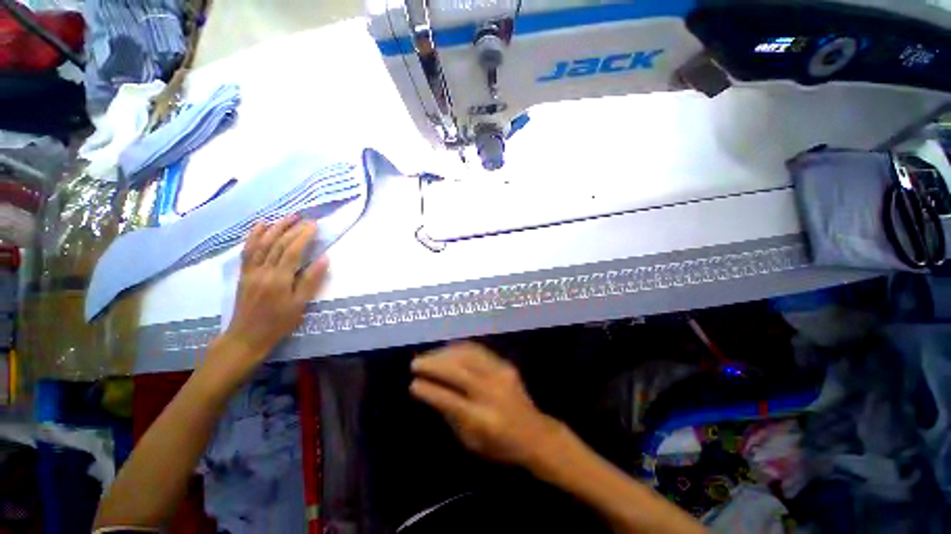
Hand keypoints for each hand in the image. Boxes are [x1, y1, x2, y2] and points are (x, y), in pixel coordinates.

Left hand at [217, 215, 328, 375]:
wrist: (247, 336)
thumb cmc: (278, 323)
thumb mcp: (300, 305)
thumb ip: (311, 280)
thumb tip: (323, 259)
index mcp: (279, 279)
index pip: (292, 251)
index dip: (303, 236)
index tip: (314, 225)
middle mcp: (262, 271)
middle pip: (276, 244)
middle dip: (291, 228)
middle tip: (304, 217)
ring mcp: (250, 271)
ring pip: (261, 243)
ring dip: (274, 227)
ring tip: (286, 216)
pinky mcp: (243, 274)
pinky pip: (247, 250)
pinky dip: (253, 236)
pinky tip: (260, 226)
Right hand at [410, 342, 564, 466]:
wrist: (535, 433)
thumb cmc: (500, 446)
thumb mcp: (472, 442)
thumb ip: (451, 416)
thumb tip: (431, 392)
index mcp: (482, 419)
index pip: (450, 400)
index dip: (429, 390)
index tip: (413, 383)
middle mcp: (492, 393)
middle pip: (458, 372)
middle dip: (433, 365)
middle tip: (415, 363)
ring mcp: (501, 375)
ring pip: (468, 356)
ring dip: (445, 353)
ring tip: (429, 356)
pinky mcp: (505, 365)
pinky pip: (479, 351)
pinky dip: (460, 348)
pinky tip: (448, 350)